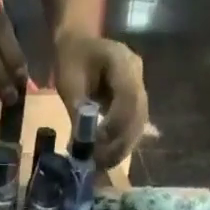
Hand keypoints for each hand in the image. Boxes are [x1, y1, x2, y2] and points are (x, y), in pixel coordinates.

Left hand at [52, 31, 147, 167]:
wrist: (80, 45)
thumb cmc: (72, 59)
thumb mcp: (69, 81)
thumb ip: (78, 110)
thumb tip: (82, 145)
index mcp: (123, 61)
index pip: (129, 98)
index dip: (115, 125)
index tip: (95, 144)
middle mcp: (138, 76)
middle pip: (138, 116)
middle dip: (118, 143)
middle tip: (96, 162)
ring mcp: (141, 91)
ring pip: (138, 127)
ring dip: (120, 150)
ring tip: (98, 164)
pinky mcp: (136, 106)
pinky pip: (134, 130)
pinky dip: (120, 147)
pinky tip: (104, 158)